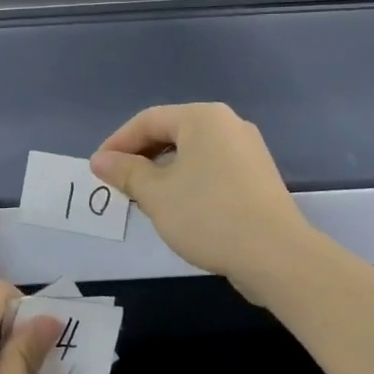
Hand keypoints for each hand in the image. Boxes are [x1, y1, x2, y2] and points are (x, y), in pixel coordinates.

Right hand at [91, 102, 315, 302]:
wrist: (276, 255)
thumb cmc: (207, 215)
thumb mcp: (155, 194)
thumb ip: (125, 172)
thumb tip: (99, 160)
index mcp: (203, 118)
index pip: (148, 120)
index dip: (118, 143)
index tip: (98, 169)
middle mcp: (228, 124)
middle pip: (171, 132)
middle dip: (140, 157)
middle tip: (118, 184)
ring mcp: (247, 150)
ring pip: (192, 152)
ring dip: (162, 171)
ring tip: (143, 198)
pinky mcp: (257, 176)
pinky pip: (211, 168)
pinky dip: (187, 180)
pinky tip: (178, 207)